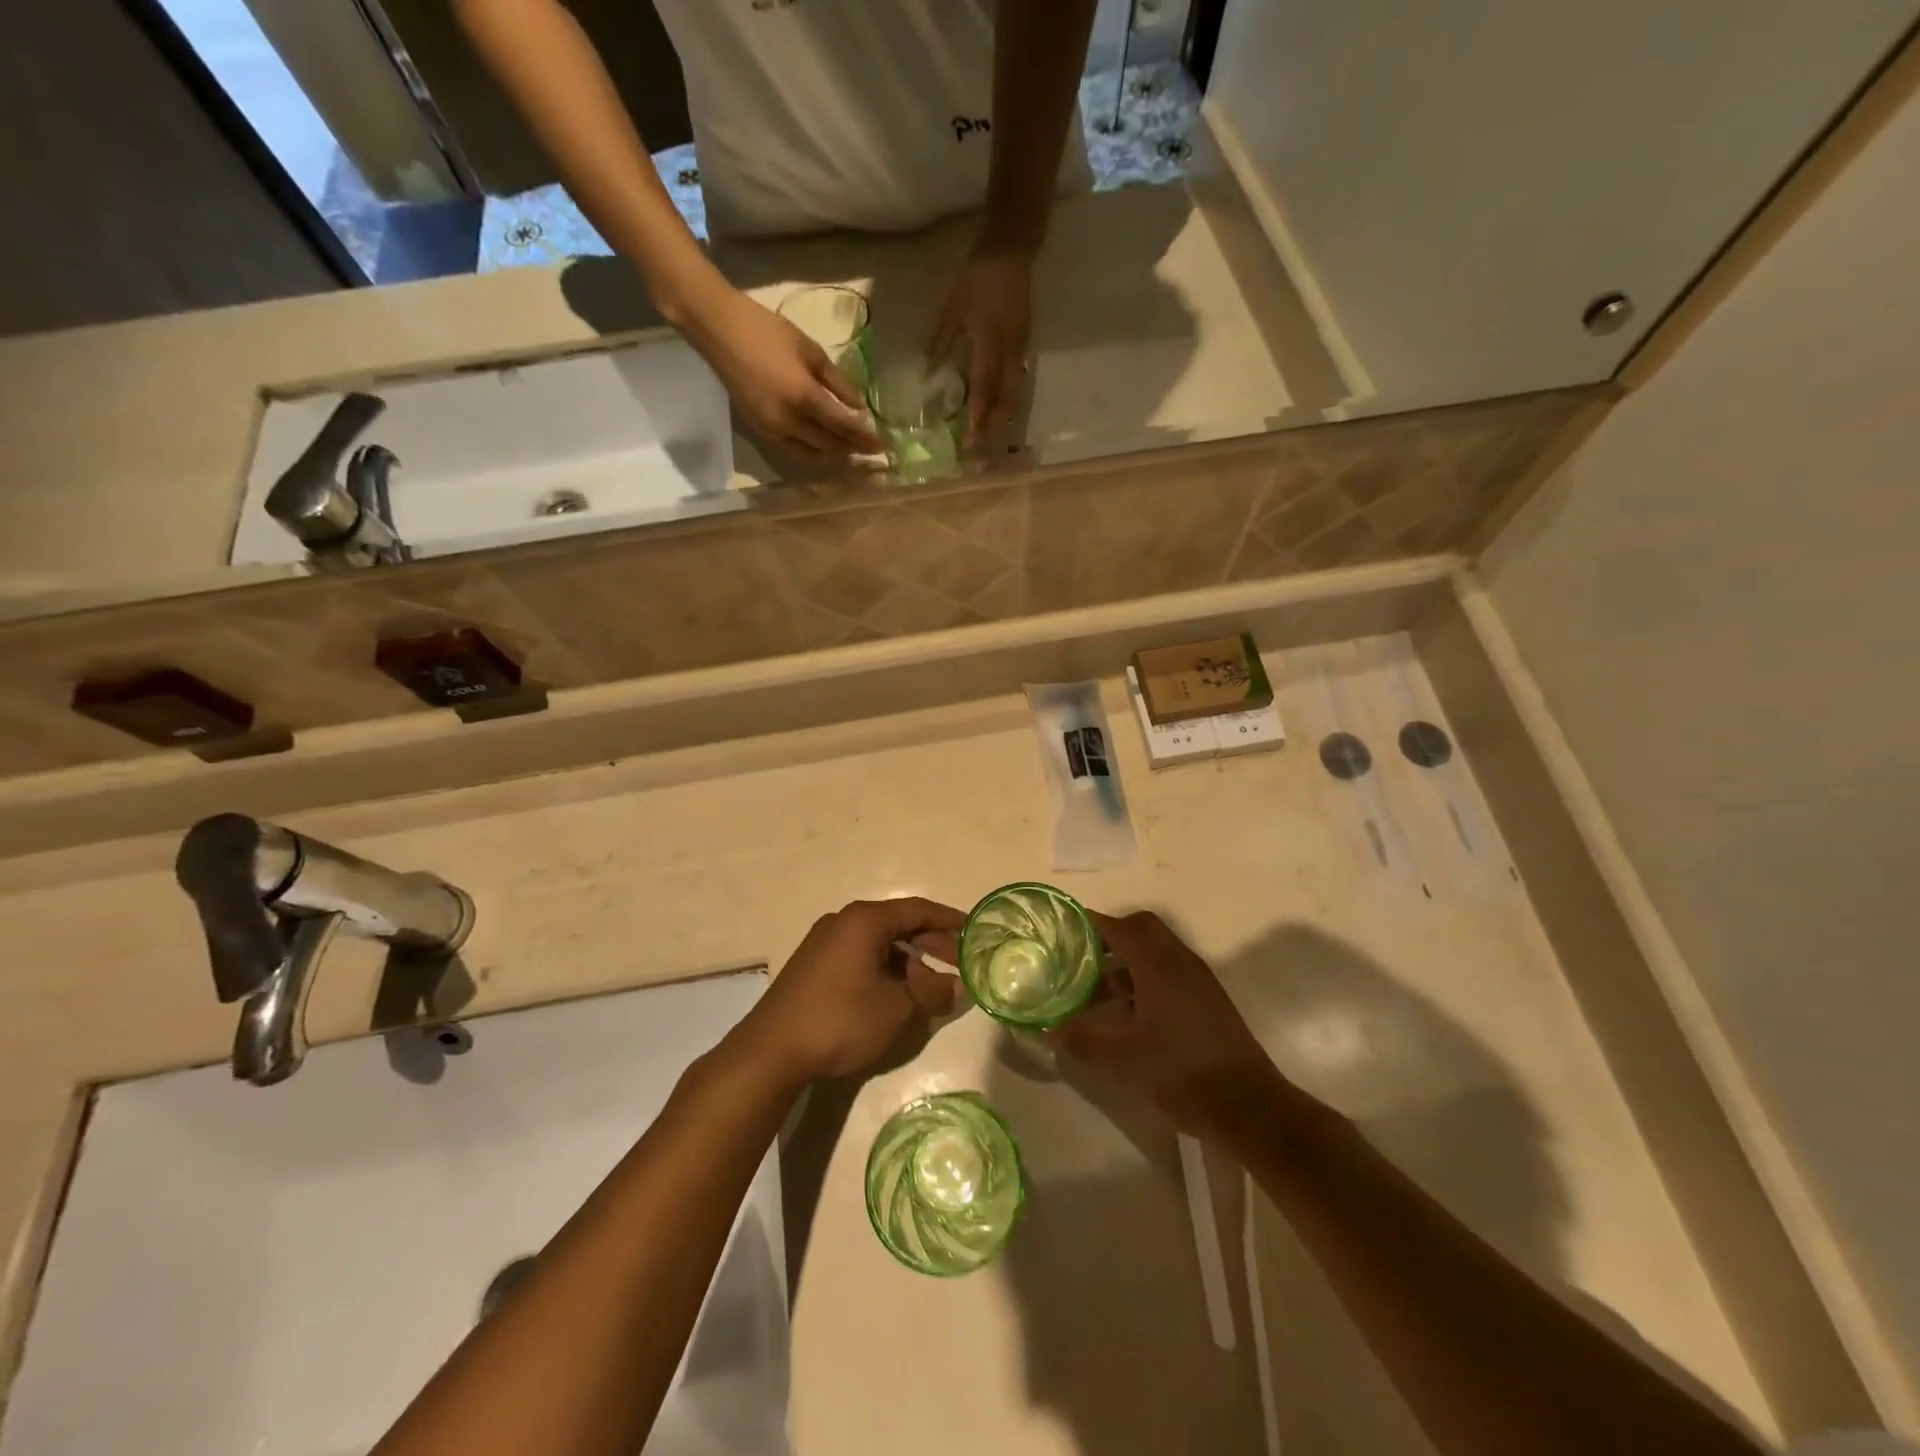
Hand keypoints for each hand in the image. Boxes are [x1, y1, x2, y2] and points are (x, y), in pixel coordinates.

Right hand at [676, 281, 881, 457]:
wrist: (718, 329)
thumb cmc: (767, 330)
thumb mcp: (810, 350)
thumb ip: (837, 381)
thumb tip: (859, 406)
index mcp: (804, 397)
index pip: (845, 427)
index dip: (867, 438)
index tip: (884, 445)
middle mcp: (790, 422)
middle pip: (831, 446)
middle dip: (854, 449)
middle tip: (871, 448)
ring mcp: (773, 430)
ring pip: (812, 454)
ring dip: (834, 453)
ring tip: (850, 447)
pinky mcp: (760, 430)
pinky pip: (794, 450)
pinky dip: (813, 451)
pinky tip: (823, 443)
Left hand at [739, 898, 964, 1084]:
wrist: (771, 1051)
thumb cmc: (841, 1020)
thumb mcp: (896, 1008)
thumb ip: (932, 992)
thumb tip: (958, 988)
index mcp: (865, 920)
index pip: (918, 910)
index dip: (949, 920)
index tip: (975, 930)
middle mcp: (843, 922)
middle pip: (898, 925)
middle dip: (932, 944)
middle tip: (960, 962)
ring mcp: (824, 943)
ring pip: (878, 944)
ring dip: (908, 961)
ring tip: (930, 987)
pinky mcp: (813, 966)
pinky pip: (860, 957)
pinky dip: (884, 970)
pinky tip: (895, 995)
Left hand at [929, 248, 1032, 447]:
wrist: (1012, 251)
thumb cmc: (978, 278)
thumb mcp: (953, 309)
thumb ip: (942, 341)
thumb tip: (929, 371)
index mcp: (989, 346)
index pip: (984, 391)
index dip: (977, 418)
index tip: (970, 441)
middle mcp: (1008, 353)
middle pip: (1005, 399)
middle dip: (994, 426)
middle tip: (984, 449)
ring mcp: (1020, 349)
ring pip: (1014, 392)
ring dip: (1004, 416)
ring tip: (994, 436)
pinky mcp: (1025, 343)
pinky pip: (1017, 378)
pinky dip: (1009, 397)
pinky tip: (1002, 407)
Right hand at [1052, 911, 1292, 1144]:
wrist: (1248, 1107)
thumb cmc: (1182, 1074)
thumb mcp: (1123, 1060)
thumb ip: (1082, 1039)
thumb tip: (1048, 1030)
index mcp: (1159, 966)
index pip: (1120, 927)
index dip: (1090, 924)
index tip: (1063, 931)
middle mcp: (1180, 962)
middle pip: (1141, 929)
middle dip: (1109, 937)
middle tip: (1080, 959)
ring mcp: (1198, 980)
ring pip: (1156, 951)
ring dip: (1126, 962)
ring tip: (1096, 994)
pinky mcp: (1207, 1000)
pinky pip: (1170, 971)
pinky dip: (1144, 979)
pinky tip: (1128, 1014)